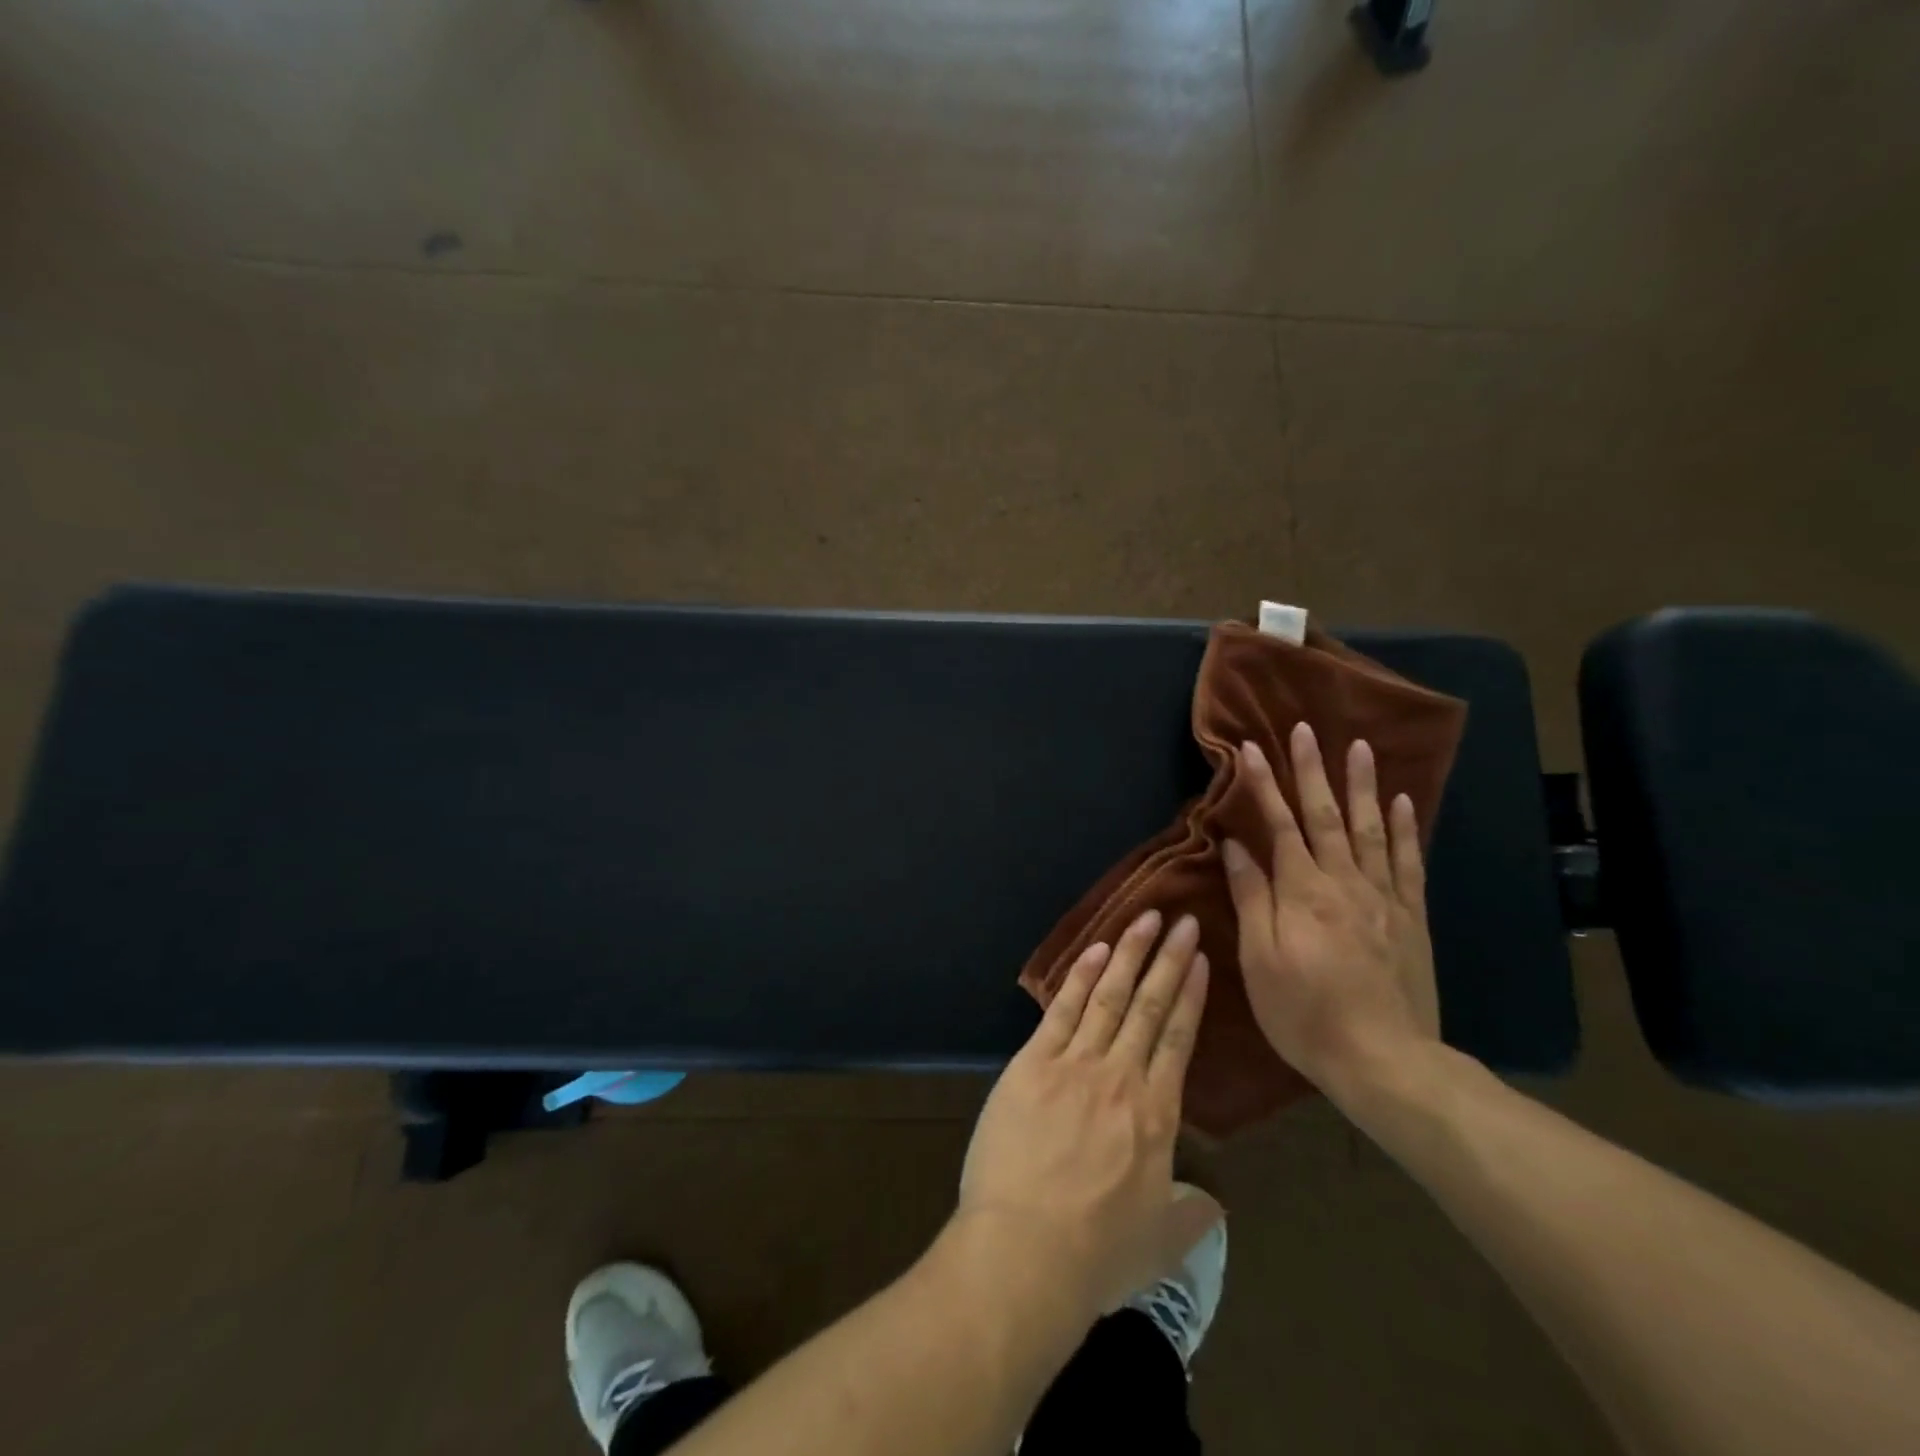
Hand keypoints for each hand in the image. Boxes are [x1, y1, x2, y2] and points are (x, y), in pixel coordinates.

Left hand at [958, 910, 1223, 1321]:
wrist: (1026, 1251)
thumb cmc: (1097, 1255)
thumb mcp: (1160, 1243)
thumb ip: (1190, 1215)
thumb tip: (1212, 1203)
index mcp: (1158, 1116)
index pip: (1179, 1039)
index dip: (1191, 996)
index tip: (1200, 960)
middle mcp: (1122, 1077)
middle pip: (1150, 1006)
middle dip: (1168, 960)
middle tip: (1182, 920)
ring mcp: (1075, 1064)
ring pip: (1110, 996)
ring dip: (1130, 954)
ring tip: (1146, 918)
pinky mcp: (1033, 1063)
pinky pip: (1062, 1009)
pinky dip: (1080, 976)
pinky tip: (1096, 949)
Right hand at [1222, 723, 1441, 1105]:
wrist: (1385, 1061)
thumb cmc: (1304, 1013)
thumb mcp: (1259, 960)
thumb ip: (1251, 898)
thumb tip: (1236, 846)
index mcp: (1301, 892)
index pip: (1279, 825)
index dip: (1263, 784)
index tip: (1250, 748)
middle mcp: (1344, 882)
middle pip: (1326, 815)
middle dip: (1312, 769)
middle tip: (1306, 728)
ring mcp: (1383, 897)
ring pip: (1371, 828)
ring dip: (1362, 784)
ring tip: (1358, 746)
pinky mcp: (1411, 917)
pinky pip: (1408, 862)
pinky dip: (1405, 829)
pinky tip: (1402, 801)